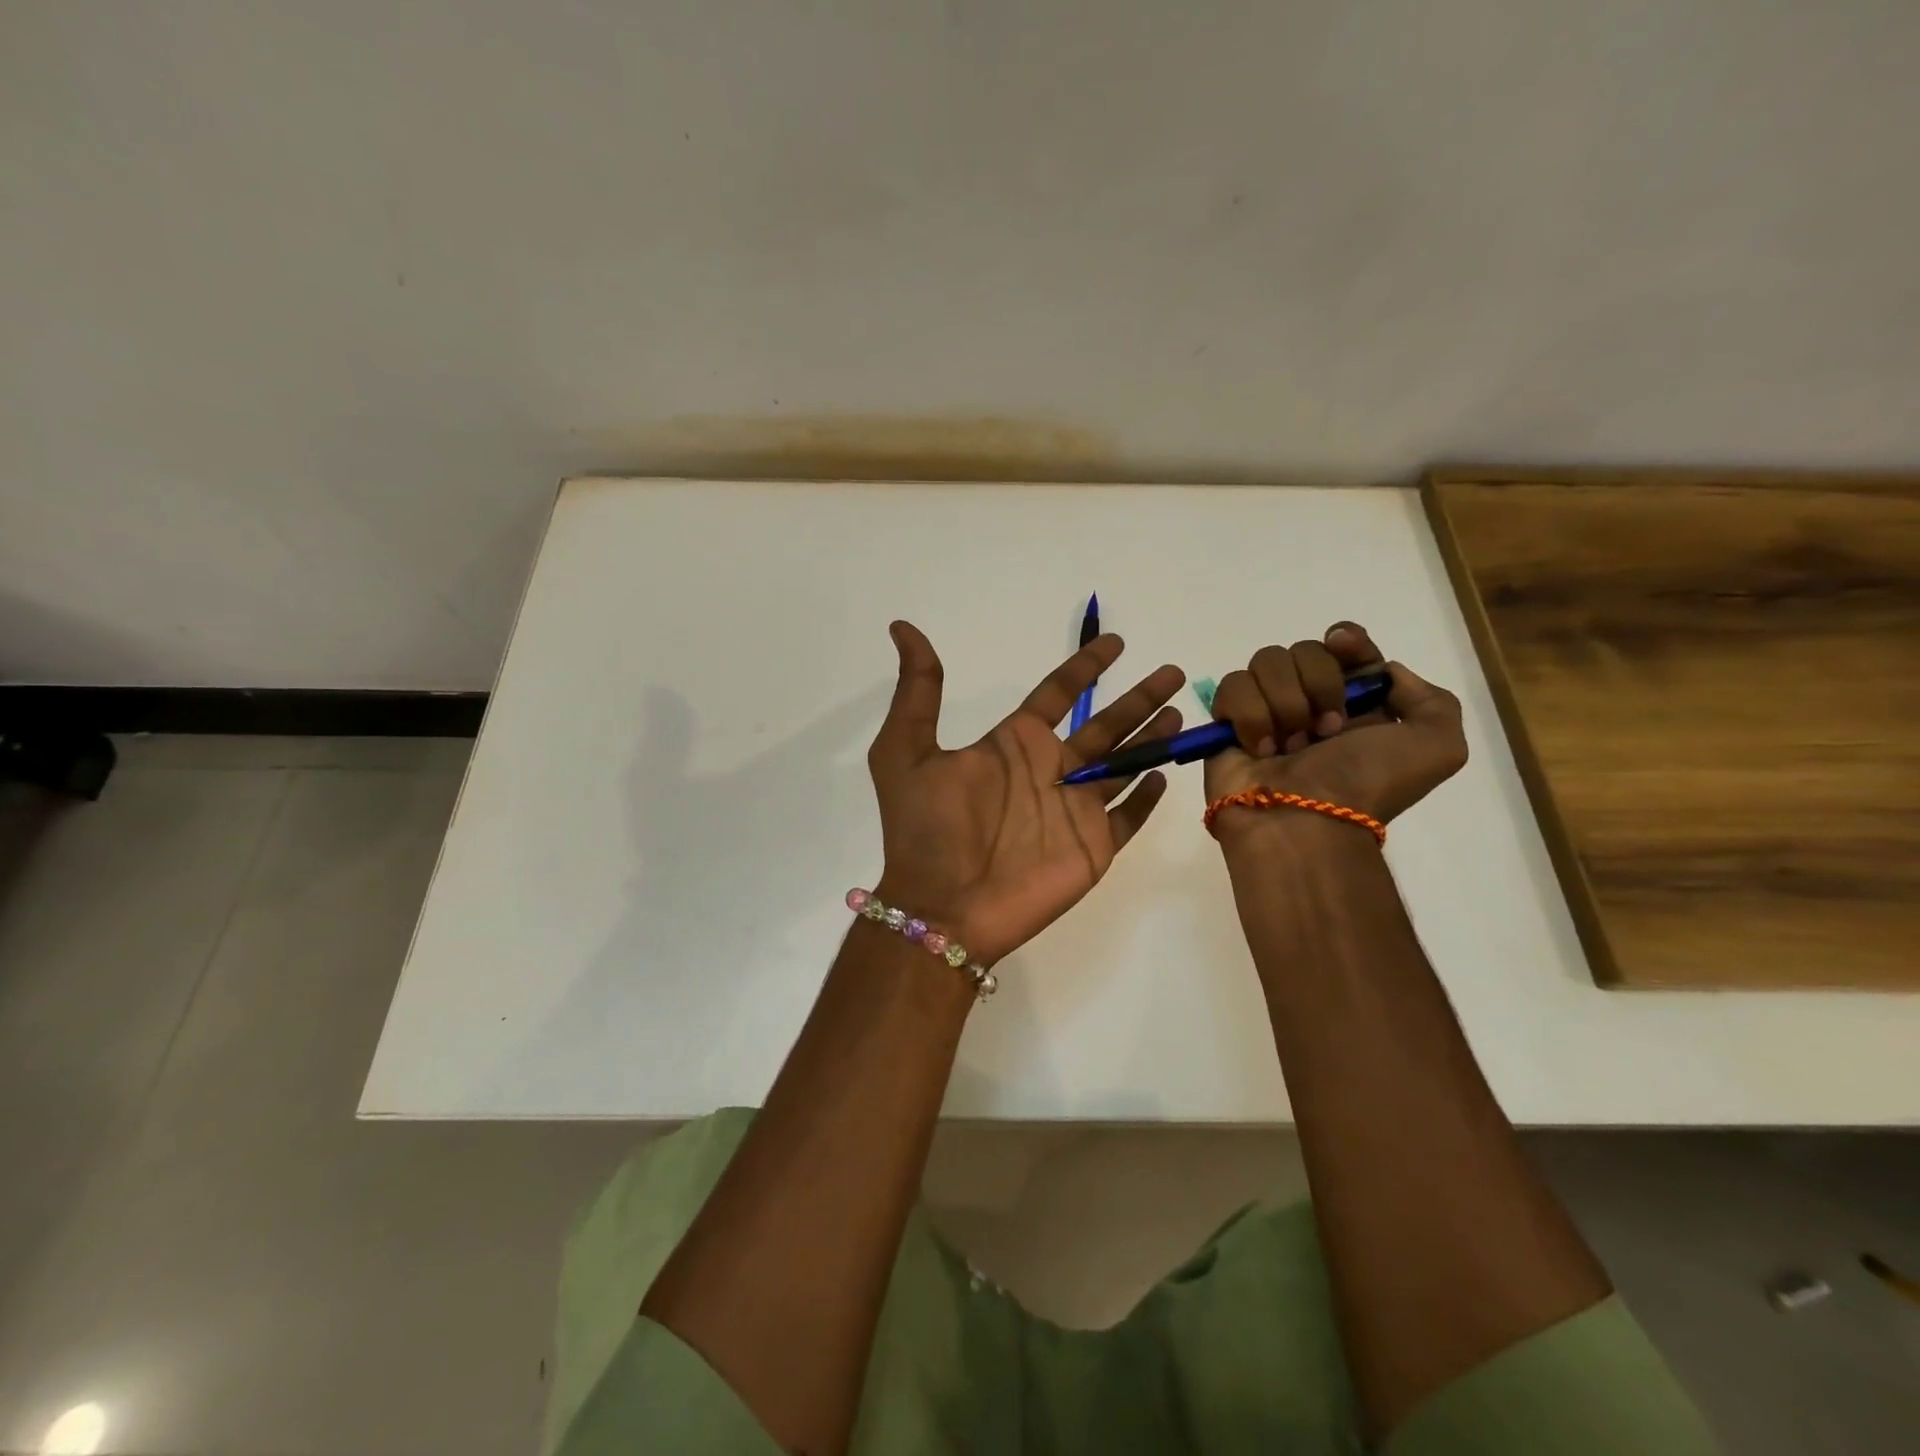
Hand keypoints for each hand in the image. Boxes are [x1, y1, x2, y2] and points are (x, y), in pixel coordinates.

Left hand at [867, 621, 1185, 965]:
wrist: (942, 907)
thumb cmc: (926, 828)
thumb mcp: (905, 750)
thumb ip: (917, 691)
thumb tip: (902, 628)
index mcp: (1013, 745)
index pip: (1057, 694)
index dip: (1084, 667)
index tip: (1115, 642)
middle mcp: (1048, 772)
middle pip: (1104, 725)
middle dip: (1138, 699)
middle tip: (1172, 672)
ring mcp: (1073, 811)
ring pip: (1124, 766)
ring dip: (1151, 740)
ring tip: (1182, 712)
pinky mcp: (1091, 848)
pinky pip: (1127, 818)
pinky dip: (1146, 799)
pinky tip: (1165, 775)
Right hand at [1202, 623, 1467, 832]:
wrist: (1305, 823)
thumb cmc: (1366, 784)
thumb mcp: (1438, 748)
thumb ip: (1432, 700)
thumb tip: (1381, 672)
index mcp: (1357, 703)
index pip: (1345, 644)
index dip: (1347, 640)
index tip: (1344, 647)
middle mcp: (1310, 701)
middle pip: (1304, 648)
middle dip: (1318, 684)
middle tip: (1326, 730)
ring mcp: (1266, 710)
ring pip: (1265, 662)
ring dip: (1284, 703)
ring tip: (1289, 746)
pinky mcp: (1227, 722)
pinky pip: (1232, 687)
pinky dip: (1249, 716)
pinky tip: (1260, 748)